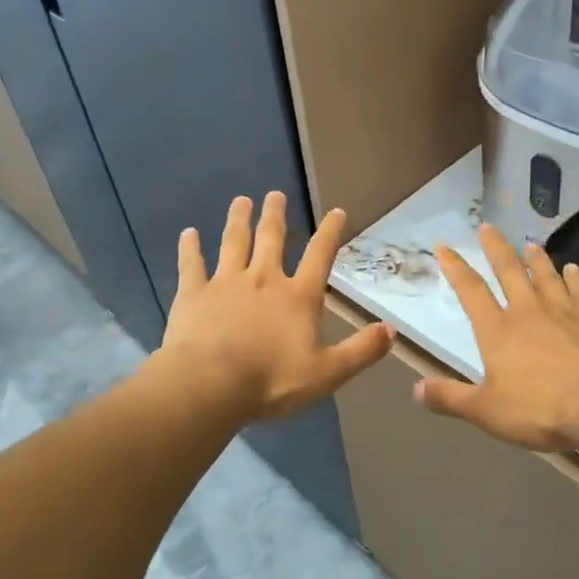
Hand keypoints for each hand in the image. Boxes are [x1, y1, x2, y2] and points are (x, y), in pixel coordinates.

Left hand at [158, 192, 392, 421]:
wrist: (210, 384)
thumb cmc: (272, 380)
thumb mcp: (327, 373)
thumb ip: (360, 351)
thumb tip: (391, 331)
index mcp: (298, 297)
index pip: (320, 256)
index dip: (330, 233)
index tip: (336, 211)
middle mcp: (263, 279)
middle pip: (271, 239)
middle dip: (275, 215)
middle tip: (275, 194)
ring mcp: (225, 283)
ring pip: (233, 243)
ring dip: (238, 220)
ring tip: (240, 201)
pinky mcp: (193, 294)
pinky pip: (192, 265)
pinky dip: (189, 248)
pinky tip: (188, 233)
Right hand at [416, 224, 578, 452]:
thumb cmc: (540, 408)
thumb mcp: (486, 411)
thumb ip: (451, 399)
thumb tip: (416, 390)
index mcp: (498, 330)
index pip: (471, 292)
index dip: (456, 268)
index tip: (444, 247)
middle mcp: (528, 312)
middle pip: (509, 272)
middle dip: (496, 248)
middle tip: (488, 226)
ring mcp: (564, 313)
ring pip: (546, 277)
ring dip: (537, 259)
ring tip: (530, 244)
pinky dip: (576, 279)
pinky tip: (575, 270)